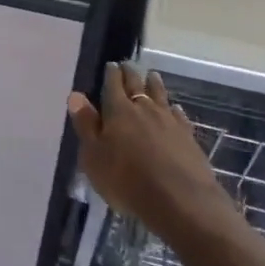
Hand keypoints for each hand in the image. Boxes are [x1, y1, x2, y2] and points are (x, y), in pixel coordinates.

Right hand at [67, 64, 236, 239]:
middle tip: (128, 65)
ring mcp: (169, 122)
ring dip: (154, 84)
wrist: (180, 200)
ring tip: (152, 75)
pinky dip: (173, 109)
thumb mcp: (94, 156)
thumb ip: (86, 125)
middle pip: (137, 85)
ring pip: (160, 96)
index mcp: (118, 111)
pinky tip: (175, 109)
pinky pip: (179, 115)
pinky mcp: (188, 137)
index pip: (113, 85)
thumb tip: (76, 95)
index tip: (111, 65)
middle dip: (131, 74)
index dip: (111, 74)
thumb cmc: (127, 180)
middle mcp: (145, 109)